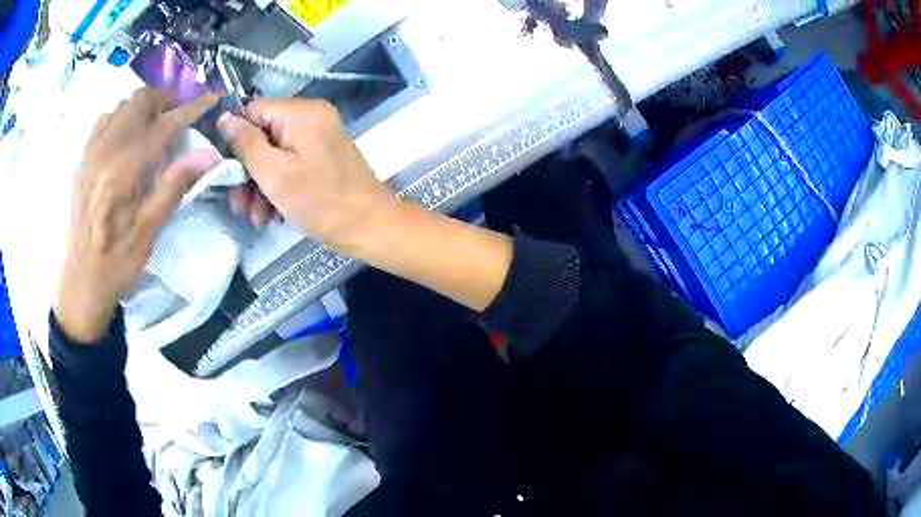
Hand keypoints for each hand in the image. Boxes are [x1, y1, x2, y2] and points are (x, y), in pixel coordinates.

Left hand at [54, 89, 220, 343]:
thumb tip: (208, 156)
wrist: (81, 281)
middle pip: (139, 102)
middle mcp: (104, 153)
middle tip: (178, 116)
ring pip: (121, 106)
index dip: (191, 109)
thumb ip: (174, 187)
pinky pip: (104, 120)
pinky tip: (126, 135)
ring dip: (142, 107)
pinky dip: (121, 116)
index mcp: (123, 173)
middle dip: (164, 100)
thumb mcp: (149, 233)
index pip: (163, 126)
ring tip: (153, 124)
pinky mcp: (82, 161)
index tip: (212, 98)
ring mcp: (90, 154)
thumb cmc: (116, 263)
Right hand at [219, 99, 511, 311]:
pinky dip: (278, 187)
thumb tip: (224, 118)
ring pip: (275, 154)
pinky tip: (273, 215)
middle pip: (263, 136)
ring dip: (260, 187)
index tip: (226, 172)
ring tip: (257, 218)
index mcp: (302, 112)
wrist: (370, 228)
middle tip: (239, 206)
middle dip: (247, 174)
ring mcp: (319, 137)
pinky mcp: (322, 156)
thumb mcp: (273, 174)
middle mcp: (312, 117)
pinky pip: (291, 163)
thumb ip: (246, 144)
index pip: (254, 111)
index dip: (236, 140)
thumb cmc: (320, 202)